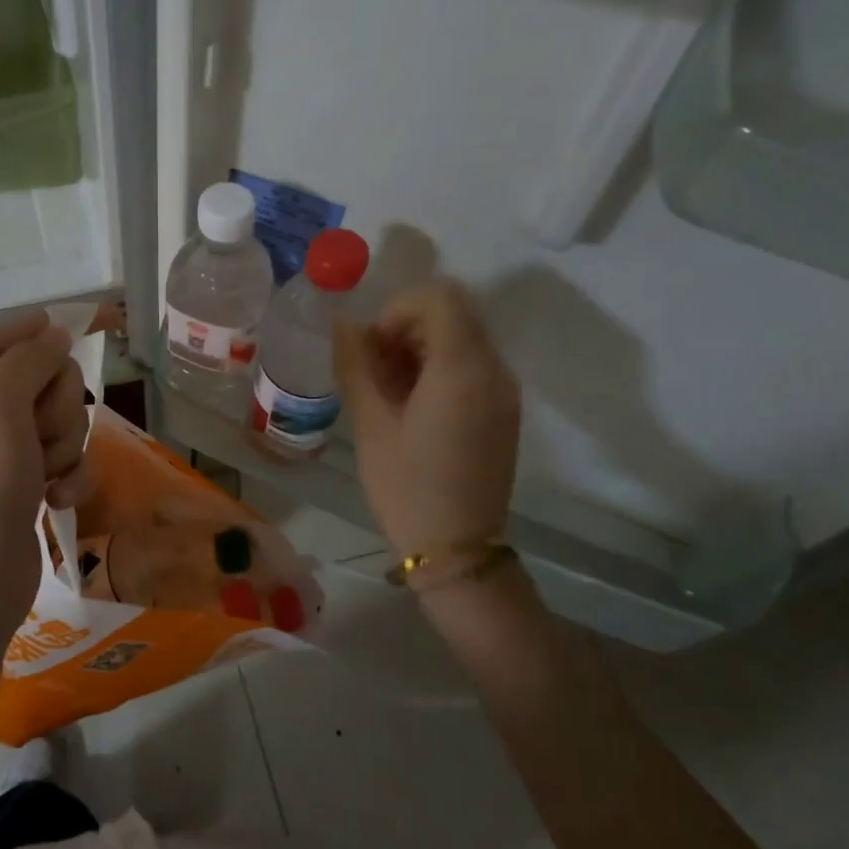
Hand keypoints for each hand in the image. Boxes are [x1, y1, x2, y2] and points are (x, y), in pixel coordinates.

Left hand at [0, 313, 91, 762]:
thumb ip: (28, 360)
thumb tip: (55, 331)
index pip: (15, 334)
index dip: (55, 335)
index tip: (108, 323)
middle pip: (47, 376)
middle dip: (57, 409)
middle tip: (38, 440)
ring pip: (63, 418)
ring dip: (65, 447)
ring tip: (44, 478)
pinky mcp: (23, 481)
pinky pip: (65, 457)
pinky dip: (69, 477)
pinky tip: (57, 502)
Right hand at [334, 279, 519, 560]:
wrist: (457, 550)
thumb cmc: (407, 487)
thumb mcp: (371, 425)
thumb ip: (356, 366)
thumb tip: (345, 326)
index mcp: (462, 369)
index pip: (439, 298)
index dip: (397, 310)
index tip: (373, 348)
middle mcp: (494, 370)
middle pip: (453, 314)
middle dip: (406, 328)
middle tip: (374, 370)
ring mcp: (504, 392)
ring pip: (462, 339)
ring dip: (421, 348)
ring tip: (388, 391)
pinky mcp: (504, 411)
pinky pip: (472, 366)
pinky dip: (439, 369)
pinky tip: (412, 406)